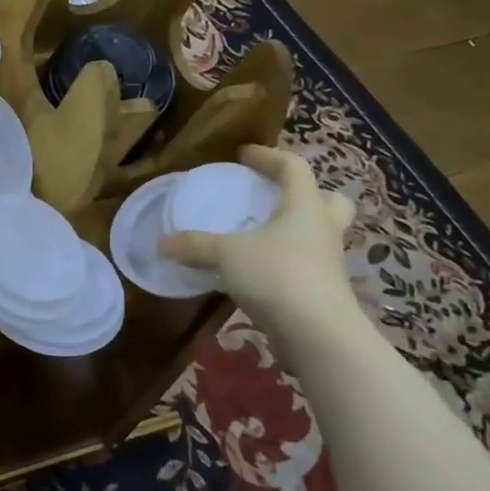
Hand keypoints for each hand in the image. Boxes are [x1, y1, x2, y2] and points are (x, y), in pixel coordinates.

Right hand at [160, 145, 361, 343]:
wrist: (319, 335)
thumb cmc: (277, 276)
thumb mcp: (227, 255)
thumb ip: (195, 246)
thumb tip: (161, 243)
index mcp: (304, 207)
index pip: (294, 167)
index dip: (269, 156)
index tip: (244, 155)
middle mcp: (323, 229)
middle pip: (328, 199)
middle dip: (305, 193)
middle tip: (274, 196)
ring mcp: (328, 263)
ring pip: (320, 234)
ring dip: (297, 230)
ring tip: (262, 236)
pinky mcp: (325, 293)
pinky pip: (308, 266)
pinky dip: (288, 263)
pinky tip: (261, 273)